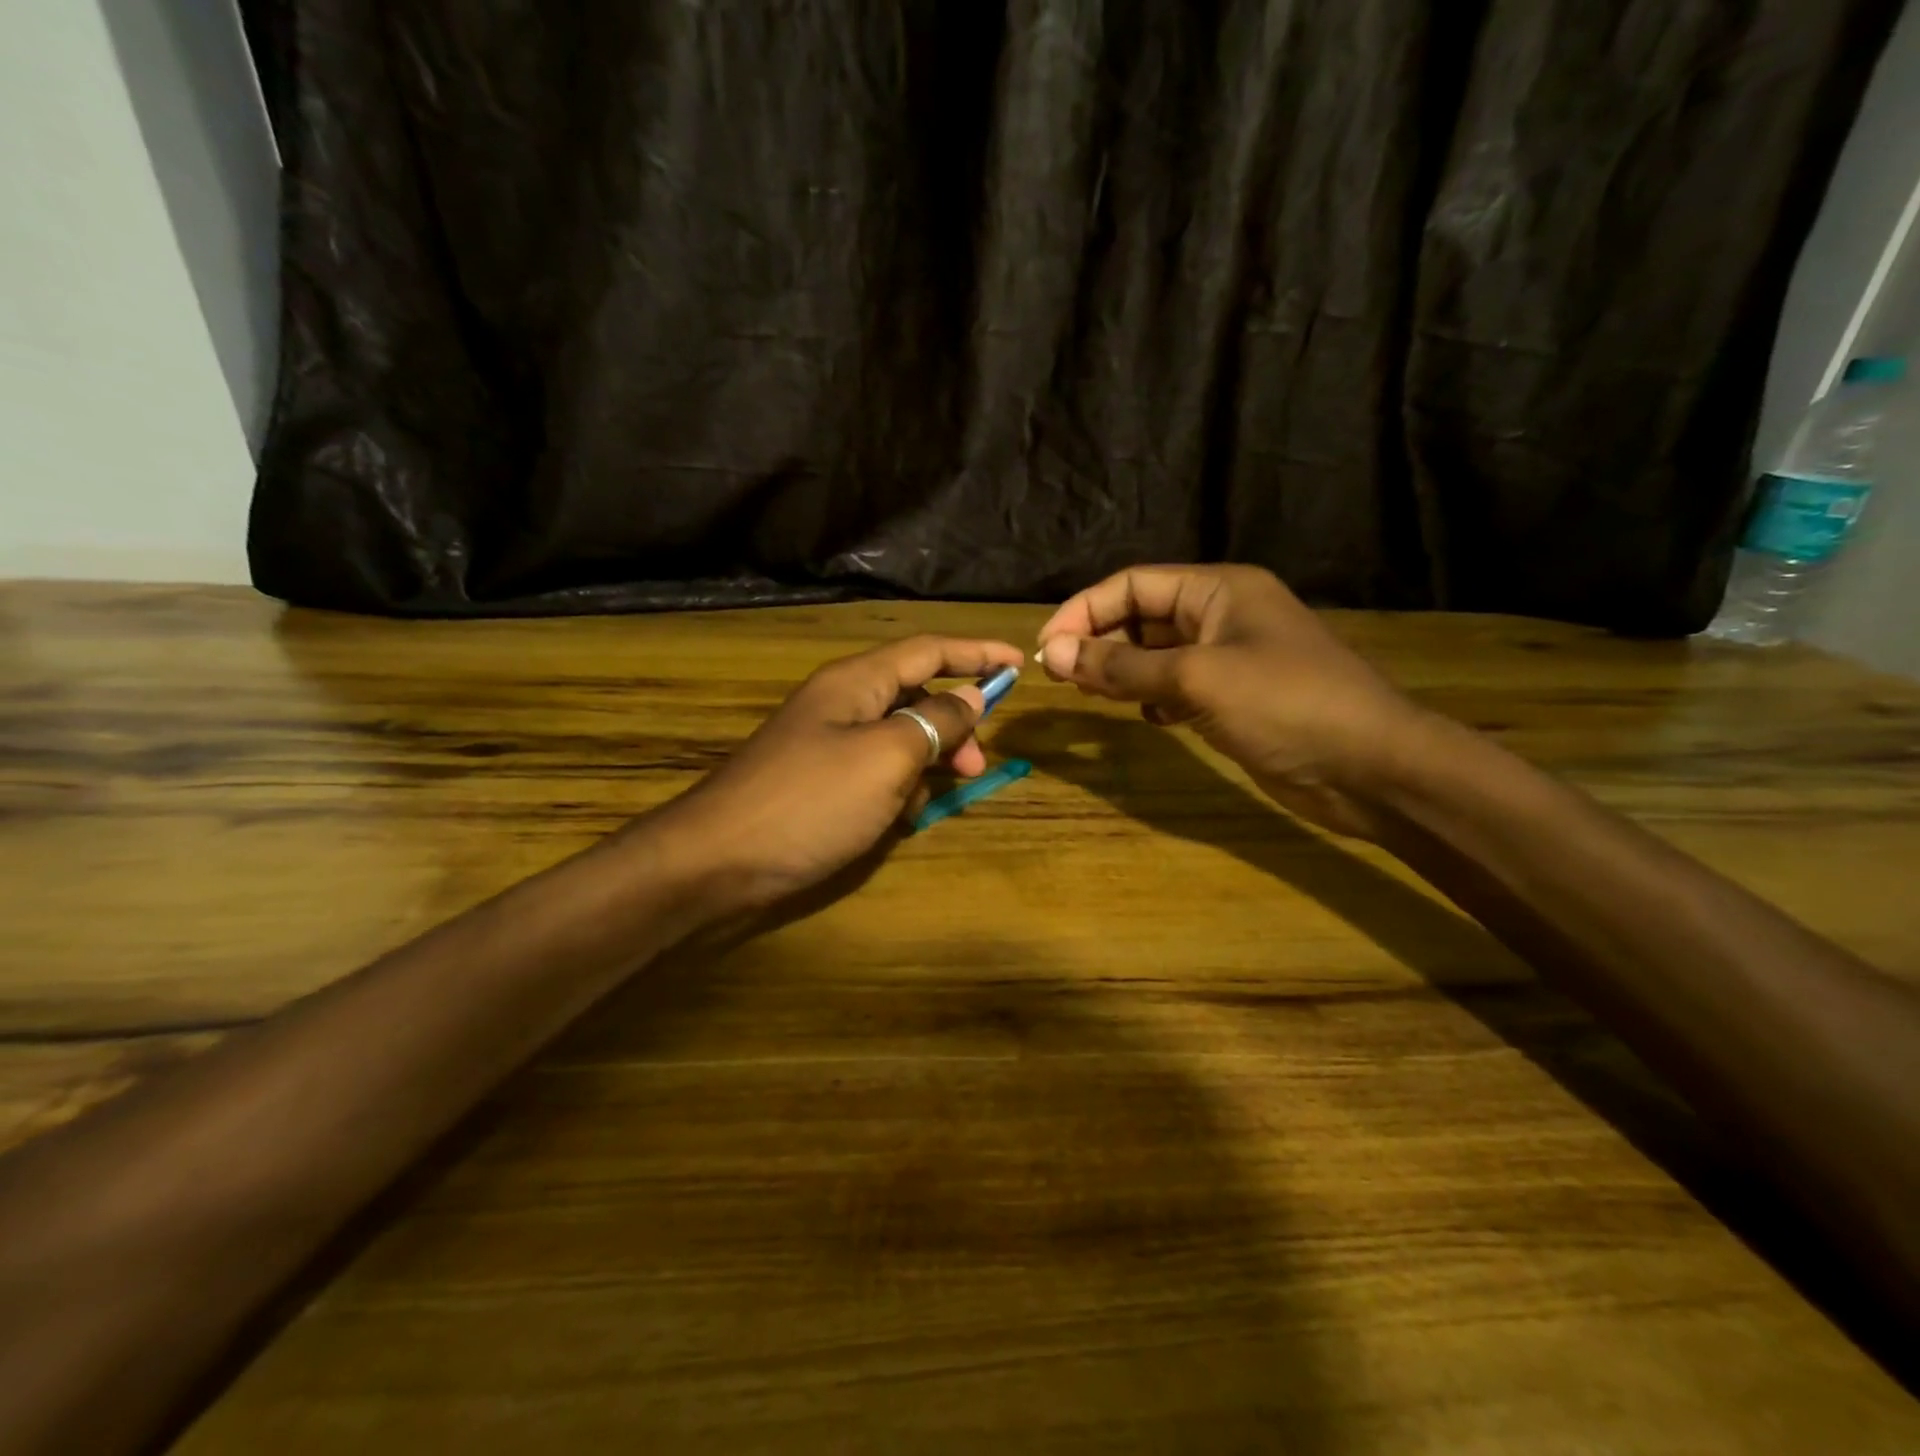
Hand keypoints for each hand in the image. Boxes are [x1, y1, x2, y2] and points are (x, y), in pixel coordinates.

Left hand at [656, 635, 1025, 911]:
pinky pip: (875, 770)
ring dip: (928, 761)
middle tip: (977, 767)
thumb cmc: (810, 802)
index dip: (977, 653)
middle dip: (955, 724)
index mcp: (857, 681)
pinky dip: (897, 787)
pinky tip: (899, 818)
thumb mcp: (886, 758)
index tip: (1021, 664)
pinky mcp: (819, 781)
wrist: (717, 861)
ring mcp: (827, 743)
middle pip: (916, 694)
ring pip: (899, 736)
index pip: (929, 650)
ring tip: (936, 798)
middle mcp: (842, 703)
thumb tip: (971, 696)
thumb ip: (935, 721)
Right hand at [1036, 565, 1429, 838]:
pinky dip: (1153, 698)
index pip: (1134, 585)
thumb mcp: (1196, 679)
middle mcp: (1223, 616)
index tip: (1046, 648)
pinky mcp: (1237, 699)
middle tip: (1059, 677)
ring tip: (1088, 694)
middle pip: (1143, 616)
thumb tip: (1055, 653)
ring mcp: (1232, 659)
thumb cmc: (1286, 705)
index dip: (1085, 610)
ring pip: (1158, 654)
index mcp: (1219, 590)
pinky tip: (1145, 717)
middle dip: (1100, 641)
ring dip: (1122, 670)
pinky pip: (1178, 687)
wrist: (1371, 768)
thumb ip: (1123, 666)